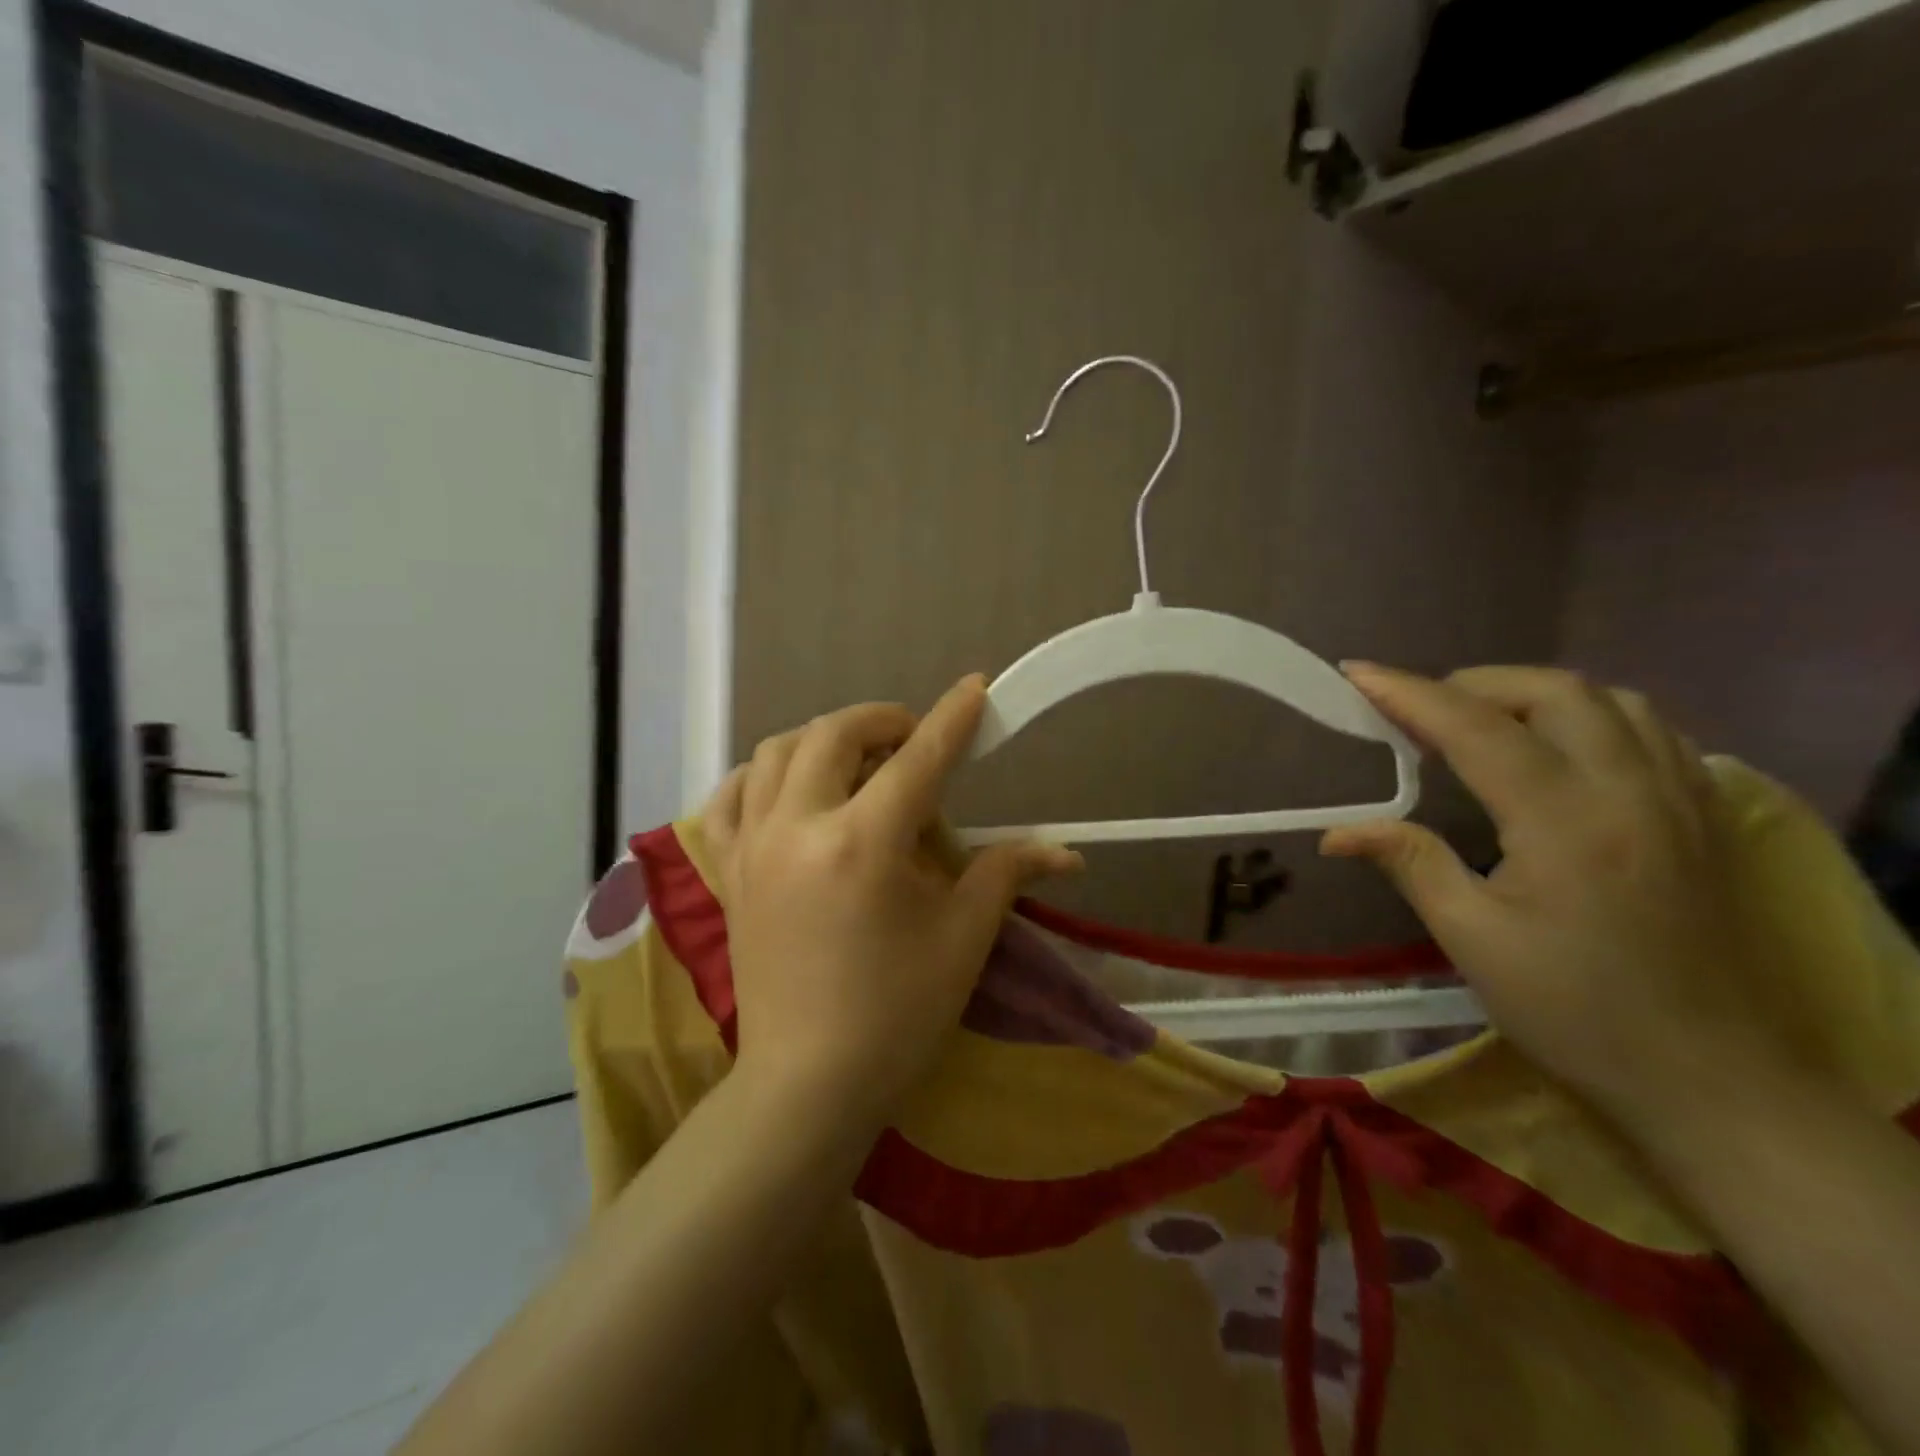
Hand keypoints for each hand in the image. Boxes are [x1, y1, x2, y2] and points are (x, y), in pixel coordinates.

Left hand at [704, 676, 1083, 1121]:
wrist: (808, 1084)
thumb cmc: (896, 1014)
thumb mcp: (963, 938)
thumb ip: (1006, 874)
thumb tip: (1066, 854)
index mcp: (863, 843)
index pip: (917, 759)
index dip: (951, 718)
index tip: (974, 688)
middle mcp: (799, 827)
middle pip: (835, 734)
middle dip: (881, 720)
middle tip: (913, 738)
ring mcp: (754, 846)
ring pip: (776, 751)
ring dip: (822, 739)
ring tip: (857, 762)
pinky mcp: (729, 871)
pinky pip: (730, 797)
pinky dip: (761, 776)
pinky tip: (788, 788)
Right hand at [1322, 664, 1796, 1128]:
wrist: (1715, 1080)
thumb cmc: (1576, 1011)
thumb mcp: (1473, 939)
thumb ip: (1410, 863)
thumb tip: (1337, 831)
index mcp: (1565, 820)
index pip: (1475, 728)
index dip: (1408, 693)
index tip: (1357, 673)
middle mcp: (1631, 790)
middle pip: (1553, 691)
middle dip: (1473, 683)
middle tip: (1419, 710)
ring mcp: (1681, 799)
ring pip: (1611, 699)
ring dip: (1534, 693)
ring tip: (1483, 720)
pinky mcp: (1707, 817)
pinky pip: (1651, 729)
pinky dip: (1591, 715)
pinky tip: (1560, 746)